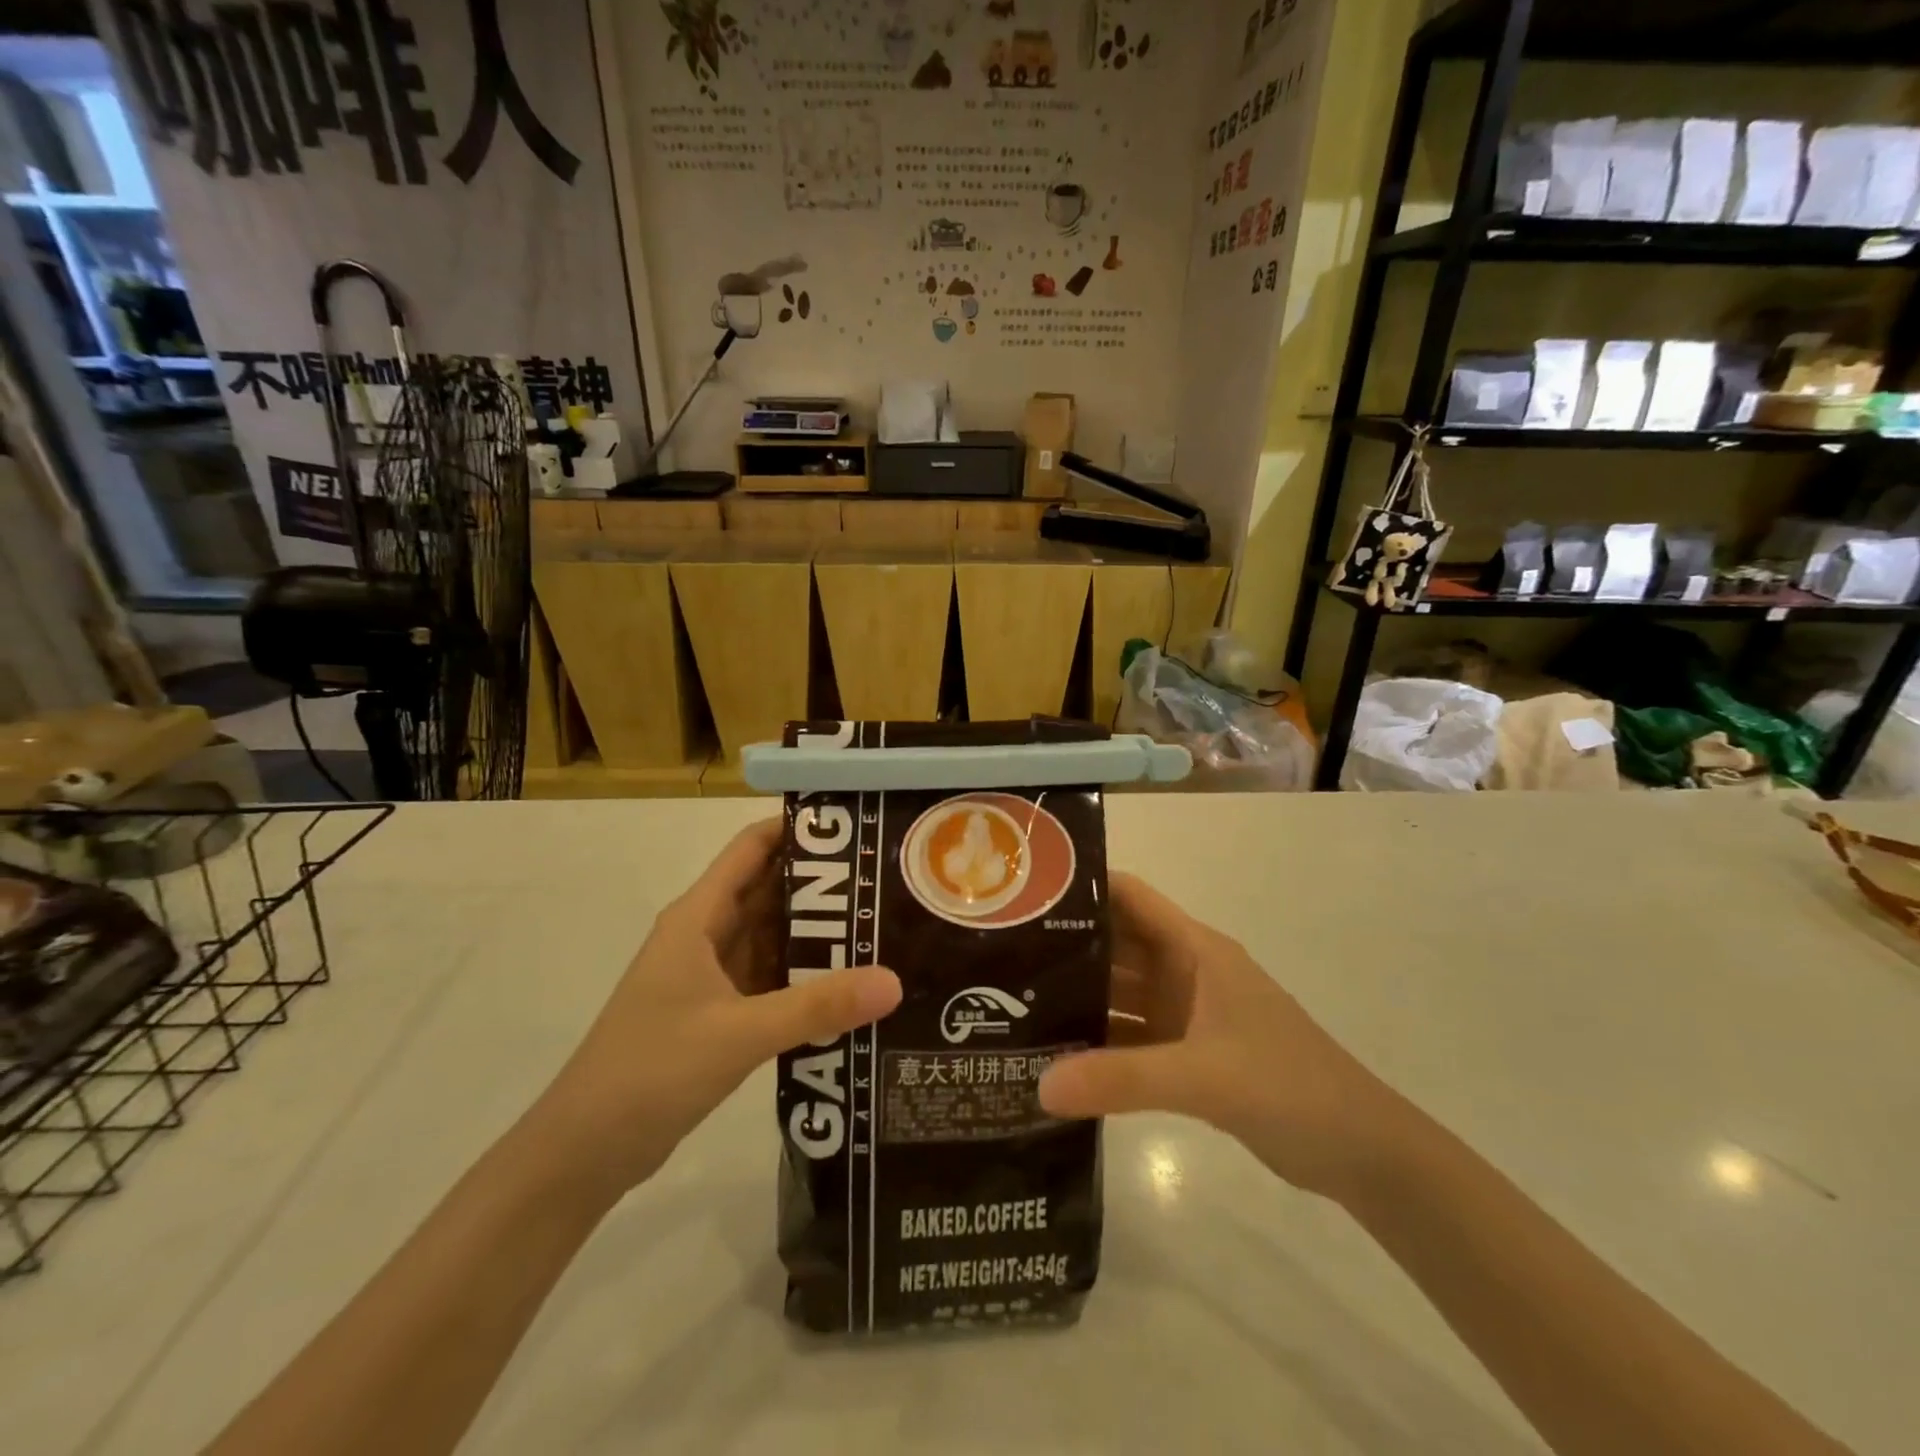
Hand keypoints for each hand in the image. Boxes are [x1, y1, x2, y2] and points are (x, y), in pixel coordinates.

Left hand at [533, 820, 900, 1200]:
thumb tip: (895, 981)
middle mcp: (705, 935)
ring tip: (881, 922)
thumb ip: (817, 1006)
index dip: (798, 827)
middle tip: (886, 878)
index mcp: (698, 917)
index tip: (857, 825)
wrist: (584, 1151)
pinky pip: (770, 977)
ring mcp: (710, 975)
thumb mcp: (740, 1034)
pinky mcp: (717, 1012)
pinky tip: (849, 981)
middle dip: (823, 881)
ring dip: (818, 930)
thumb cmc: (651, 1071)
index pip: (752, 847)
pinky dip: (805, 974)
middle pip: (769, 889)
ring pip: (772, 935)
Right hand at [1040, 874, 1405, 1201]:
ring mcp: (1186, 1013)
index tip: (1024, 893)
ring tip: (1011, 1002)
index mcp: (1195, 949)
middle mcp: (1185, 971)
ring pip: (1120, 992)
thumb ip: (1123, 1079)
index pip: (1130, 897)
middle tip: (998, 955)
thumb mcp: (1204, 1076)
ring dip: (1078, 996)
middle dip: (1065, 946)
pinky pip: (1131, 1035)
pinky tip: (1055, 1054)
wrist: (1360, 1152)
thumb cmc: (1290, 1086)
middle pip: (1116, 944)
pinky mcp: (1188, 1053)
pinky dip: (1099, 1041)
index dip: (1083, 886)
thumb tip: (1040, 1085)